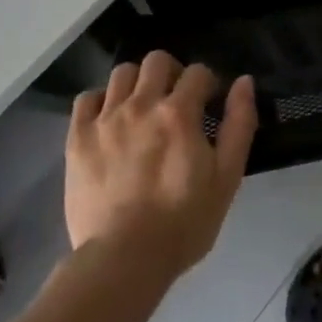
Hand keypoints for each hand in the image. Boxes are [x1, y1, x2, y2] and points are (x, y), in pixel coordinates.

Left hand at [66, 52, 257, 281]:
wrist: (123, 261)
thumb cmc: (183, 223)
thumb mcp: (226, 178)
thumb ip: (239, 124)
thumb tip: (244, 81)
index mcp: (178, 112)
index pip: (198, 72)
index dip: (208, 85)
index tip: (208, 105)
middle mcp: (141, 104)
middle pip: (157, 60)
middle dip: (171, 73)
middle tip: (175, 101)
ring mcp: (105, 119)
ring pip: (122, 73)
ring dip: (136, 83)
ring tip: (141, 108)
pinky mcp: (78, 138)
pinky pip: (86, 98)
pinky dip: (100, 102)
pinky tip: (108, 121)